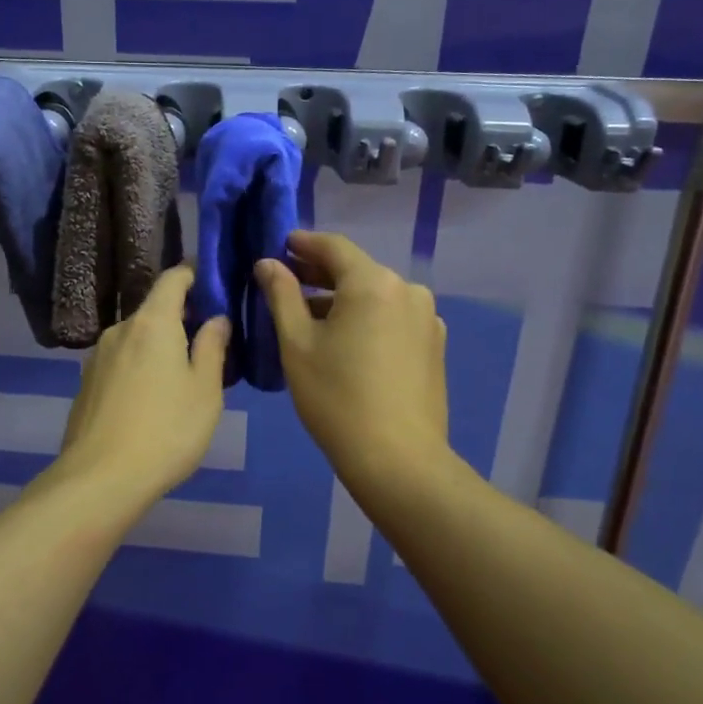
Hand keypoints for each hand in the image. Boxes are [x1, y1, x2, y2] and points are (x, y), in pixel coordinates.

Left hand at [55, 265, 230, 505]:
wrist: (100, 479)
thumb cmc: (166, 430)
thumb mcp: (205, 390)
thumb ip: (212, 348)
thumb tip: (216, 319)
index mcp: (152, 323)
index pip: (173, 278)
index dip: (194, 274)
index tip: (214, 284)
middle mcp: (120, 330)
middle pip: (154, 310)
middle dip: (182, 318)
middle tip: (209, 343)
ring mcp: (97, 357)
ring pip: (137, 339)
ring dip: (160, 347)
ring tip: (183, 376)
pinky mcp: (86, 384)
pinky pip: (121, 362)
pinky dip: (140, 367)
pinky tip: (152, 399)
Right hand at [256, 231, 449, 484]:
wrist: (398, 459)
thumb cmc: (337, 398)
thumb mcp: (297, 344)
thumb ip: (282, 295)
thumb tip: (268, 263)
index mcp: (374, 282)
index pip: (334, 247)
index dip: (304, 244)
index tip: (281, 246)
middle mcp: (407, 290)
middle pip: (357, 271)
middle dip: (320, 274)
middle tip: (287, 282)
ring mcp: (427, 319)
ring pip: (376, 297)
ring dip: (343, 300)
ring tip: (311, 317)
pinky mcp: (434, 346)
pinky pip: (393, 319)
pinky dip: (366, 320)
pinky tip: (346, 342)